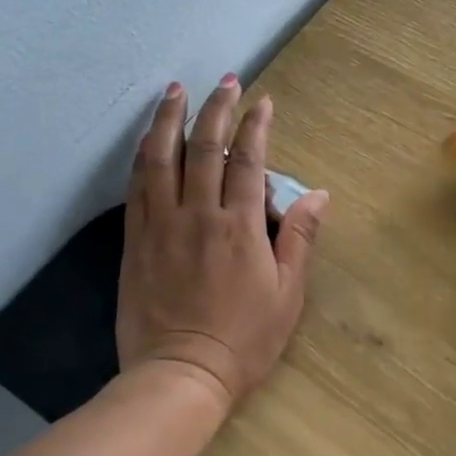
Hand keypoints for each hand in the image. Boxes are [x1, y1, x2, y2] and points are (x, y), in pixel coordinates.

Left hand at [117, 76, 327, 413]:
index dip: (255, 125)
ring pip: (161, 158)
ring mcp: (161, 224)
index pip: (247, 160)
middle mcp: (198, 214)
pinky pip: (137, 187)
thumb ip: (300, 238)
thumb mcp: (287, 294)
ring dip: (168, 120)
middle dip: (216, 109)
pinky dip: (143, 156)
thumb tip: (319, 195)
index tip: (261, 100)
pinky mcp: (135, 240)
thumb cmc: (244, 339)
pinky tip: (146, 139)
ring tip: (174, 91)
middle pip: (204, 148)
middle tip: (224, 80)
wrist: (180, 375)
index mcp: (239, 226)